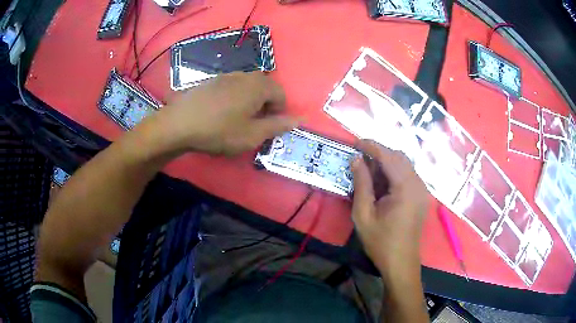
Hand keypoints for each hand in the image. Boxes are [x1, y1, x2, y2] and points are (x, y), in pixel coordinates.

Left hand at [150, 72, 298, 155]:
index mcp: (259, 86)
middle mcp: (245, 75)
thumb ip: (277, 126)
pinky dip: (234, 98)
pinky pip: (232, 87)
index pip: (281, 94)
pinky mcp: (211, 81)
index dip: (279, 112)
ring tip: (237, 120)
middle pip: (264, 88)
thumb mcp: (252, 135)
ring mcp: (226, 76)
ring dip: (250, 102)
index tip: (268, 127)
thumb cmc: (219, 130)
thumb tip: (298, 119)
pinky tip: (221, 113)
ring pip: (248, 87)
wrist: (179, 123)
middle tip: (254, 125)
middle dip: (265, 106)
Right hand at [350, 140, 428, 276]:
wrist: (401, 262)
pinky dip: (393, 173)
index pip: (389, 156)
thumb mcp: (363, 214)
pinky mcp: (421, 196)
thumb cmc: (380, 242)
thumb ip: (361, 184)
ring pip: (404, 165)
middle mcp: (417, 184)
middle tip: (360, 159)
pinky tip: (381, 184)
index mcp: (405, 188)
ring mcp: (421, 190)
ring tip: (368, 172)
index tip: (356, 142)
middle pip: (399, 157)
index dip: (372, 146)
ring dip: (386, 163)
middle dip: (379, 153)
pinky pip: (408, 175)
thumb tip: (356, 160)